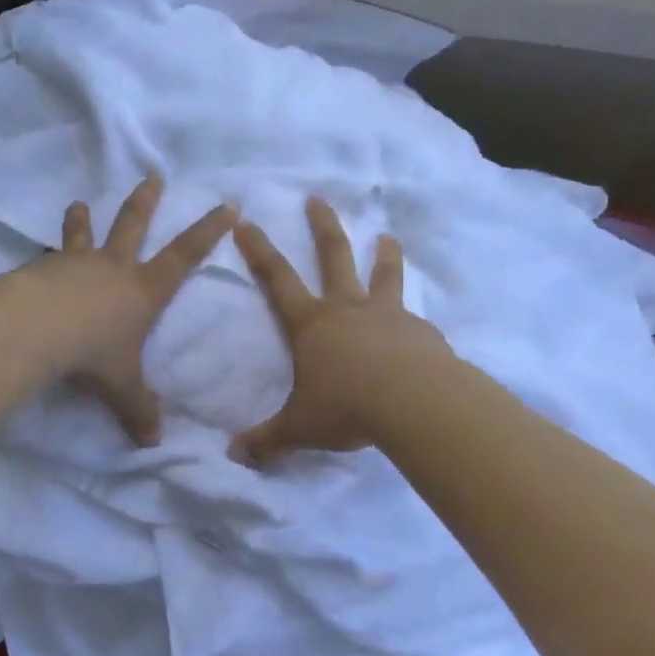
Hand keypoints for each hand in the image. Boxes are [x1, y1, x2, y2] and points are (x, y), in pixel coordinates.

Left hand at [42, 175, 234, 446]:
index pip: (185, 255)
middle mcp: (113, 268)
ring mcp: (76, 264)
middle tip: (152, 175)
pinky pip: (48, 258)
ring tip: (79, 203)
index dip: (208, 230)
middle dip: (146, 201)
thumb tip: (154, 442)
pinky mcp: (42, 269)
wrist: (37, 329)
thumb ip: (138, 411)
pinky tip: (36, 262)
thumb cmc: (93, 354)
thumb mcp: (122, 387)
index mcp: (143, 290)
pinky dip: (46, 257)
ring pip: (84, 234)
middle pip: (133, 226)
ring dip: (83, 219)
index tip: (227, 205)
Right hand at [230, 197, 447, 466]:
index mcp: (311, 324)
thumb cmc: (347, 407)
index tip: (247, 220)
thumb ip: (267, 440)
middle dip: (322, 226)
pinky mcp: (421, 332)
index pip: (277, 278)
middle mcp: (347, 309)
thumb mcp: (299, 427)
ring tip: (387, 236)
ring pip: (383, 276)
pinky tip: (419, 326)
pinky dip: (411, 317)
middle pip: (333, 256)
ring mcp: (388, 316)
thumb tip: (233, 456)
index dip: (259, 250)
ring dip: (383, 255)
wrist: (415, 404)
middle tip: (317, 199)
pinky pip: (413, 319)